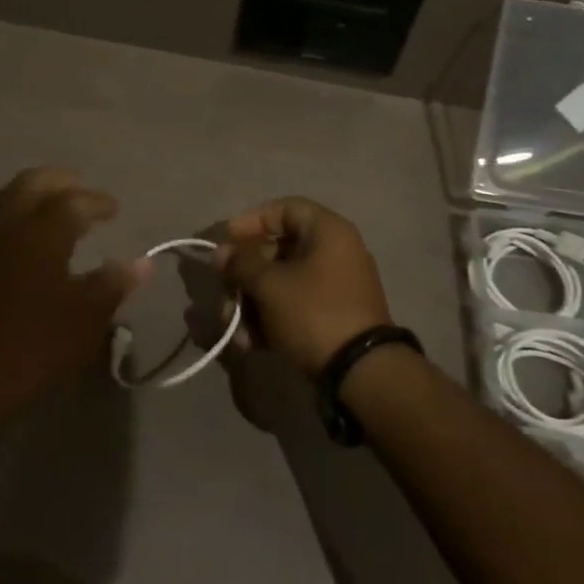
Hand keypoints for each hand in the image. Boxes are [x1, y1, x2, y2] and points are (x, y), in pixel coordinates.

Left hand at [0, 168, 145, 435]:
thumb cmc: (34, 346)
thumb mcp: (85, 321)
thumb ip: (113, 285)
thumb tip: (142, 263)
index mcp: (43, 233)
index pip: (74, 201)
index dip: (97, 201)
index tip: (114, 209)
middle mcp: (10, 222)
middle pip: (35, 182)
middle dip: (62, 181)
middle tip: (83, 192)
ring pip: (7, 191)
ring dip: (33, 190)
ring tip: (52, 202)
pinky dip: (9, 205)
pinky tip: (19, 223)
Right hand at [217, 197, 391, 374]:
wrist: (362, 375)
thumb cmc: (313, 313)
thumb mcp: (270, 285)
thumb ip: (241, 263)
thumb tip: (222, 253)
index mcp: (328, 231)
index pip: (284, 209)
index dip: (251, 221)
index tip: (228, 241)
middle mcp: (336, 252)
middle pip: (279, 250)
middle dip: (246, 273)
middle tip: (225, 290)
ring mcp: (337, 287)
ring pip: (283, 282)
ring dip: (252, 301)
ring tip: (232, 325)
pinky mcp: (334, 318)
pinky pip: (295, 306)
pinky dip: (271, 319)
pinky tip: (249, 342)